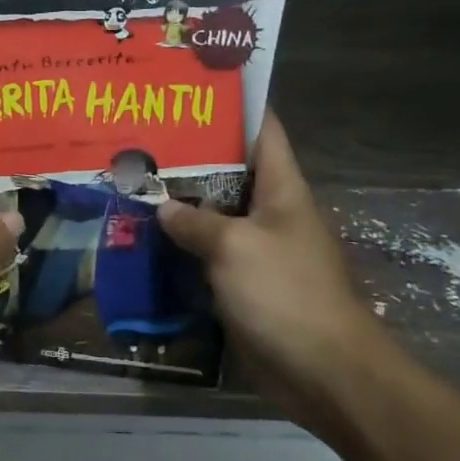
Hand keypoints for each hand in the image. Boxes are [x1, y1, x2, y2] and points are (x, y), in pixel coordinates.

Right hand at [157, 113, 388, 418]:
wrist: (323, 372)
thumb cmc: (285, 294)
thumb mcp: (234, 248)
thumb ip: (195, 222)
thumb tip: (163, 207)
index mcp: (282, 188)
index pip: (263, 129)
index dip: (234, 105)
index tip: (191, 89)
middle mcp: (272, 212)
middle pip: (231, 172)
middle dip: (191, 156)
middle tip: (143, 139)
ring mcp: (260, 249)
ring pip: (216, 215)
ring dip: (182, 205)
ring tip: (135, 185)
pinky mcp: (247, 284)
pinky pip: (211, 255)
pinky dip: (184, 247)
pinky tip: (148, 241)